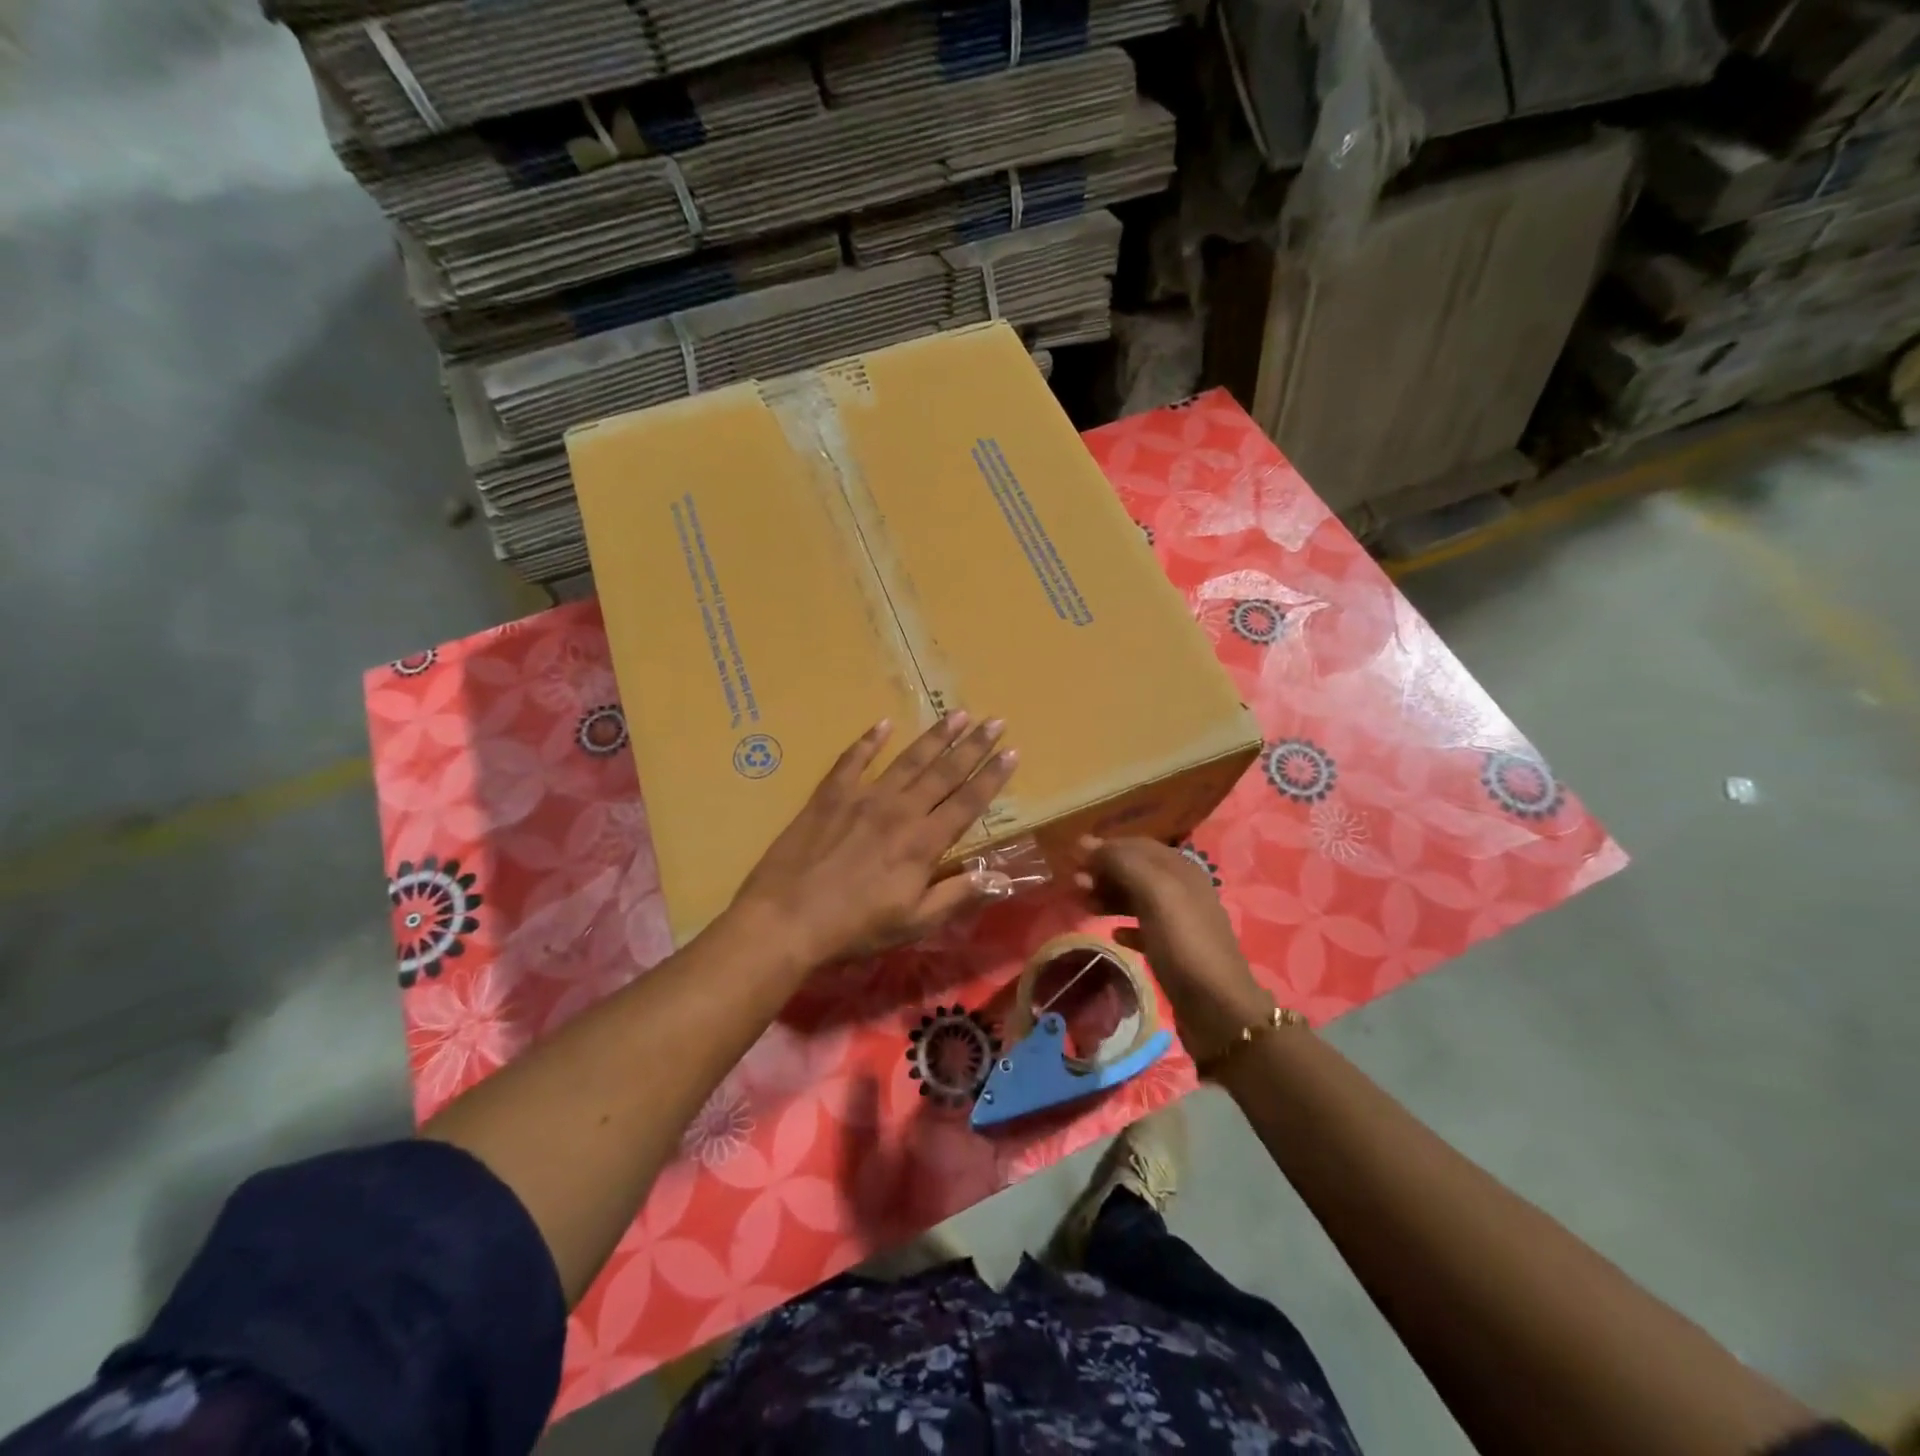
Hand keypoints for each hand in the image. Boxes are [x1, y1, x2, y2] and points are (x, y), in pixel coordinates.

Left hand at [731, 713, 1019, 968]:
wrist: (787, 919)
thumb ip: (958, 894)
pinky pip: (853, 760)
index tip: (1012, 752)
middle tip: (994, 720)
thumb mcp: (914, 922)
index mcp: (924, 842)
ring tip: (956, 714)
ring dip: (934, 736)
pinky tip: (883, 725)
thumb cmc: (855, 928)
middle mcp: (900, 810)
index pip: (968, 802)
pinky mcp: (830, 795)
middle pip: (944, 772)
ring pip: (907, 760)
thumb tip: (1002, 877)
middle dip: (973, 746)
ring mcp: (863, 797)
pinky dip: (869, 741)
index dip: (992, 777)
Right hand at [1074, 836, 1273, 1062]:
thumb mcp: (1154, 894)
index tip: (1072, 856)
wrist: (1218, 1008)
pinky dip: (1124, 925)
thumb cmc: (1184, 944)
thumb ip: (1122, 864)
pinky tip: (1112, 934)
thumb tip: (1086, 844)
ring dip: (1109, 896)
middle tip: (1074, 883)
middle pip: (1136, 870)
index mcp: (1181, 870)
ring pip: (1137, 898)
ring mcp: (1178, 922)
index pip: (1137, 845)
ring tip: (1083, 905)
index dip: (1105, 847)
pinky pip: (1143, 928)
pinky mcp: (1173, 951)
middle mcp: (1182, 890)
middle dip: (1104, 871)